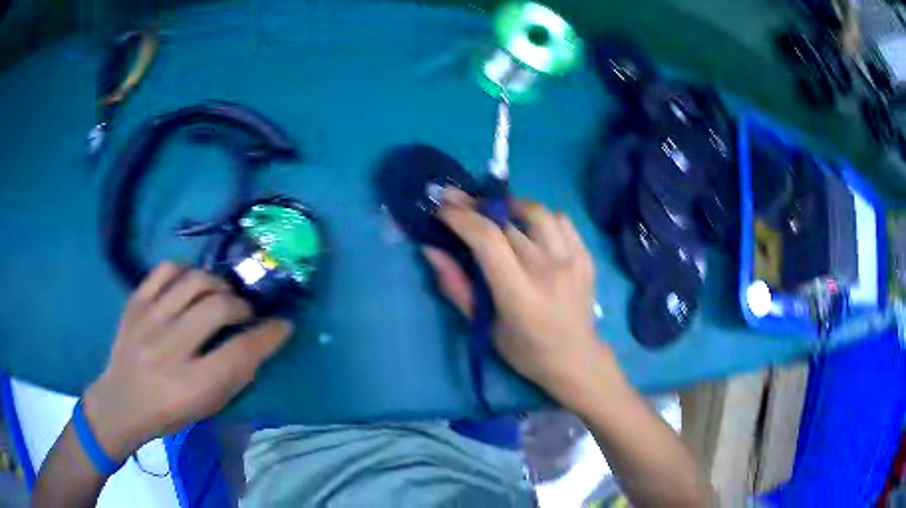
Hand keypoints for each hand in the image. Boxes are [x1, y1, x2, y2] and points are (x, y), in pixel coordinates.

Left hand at [82, 263, 292, 461]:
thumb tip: (259, 342)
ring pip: (194, 281)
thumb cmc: (167, 413)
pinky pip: (166, 270)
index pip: (239, 353)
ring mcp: (147, 320)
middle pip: (217, 307)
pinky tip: (190, 285)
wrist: (120, 402)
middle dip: (242, 306)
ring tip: (220, 296)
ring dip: (218, 285)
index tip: (283, 325)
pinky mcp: (134, 302)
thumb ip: (233, 376)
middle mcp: (169, 349)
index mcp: (190, 386)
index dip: (268, 335)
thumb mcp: (206, 408)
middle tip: (245, 313)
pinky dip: (185, 271)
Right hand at [424, 189, 624, 404]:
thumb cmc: (525, 350)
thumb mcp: (484, 326)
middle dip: (476, 207)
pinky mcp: (586, 257)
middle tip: (457, 202)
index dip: (461, 217)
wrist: (576, 359)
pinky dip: (541, 218)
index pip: (487, 240)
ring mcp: (572, 261)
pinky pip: (562, 221)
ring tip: (495, 211)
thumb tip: (431, 249)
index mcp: (519, 294)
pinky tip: (529, 228)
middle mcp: (548, 271)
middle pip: (507, 224)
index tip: (442, 206)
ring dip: (510, 206)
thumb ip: (456, 286)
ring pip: (537, 213)